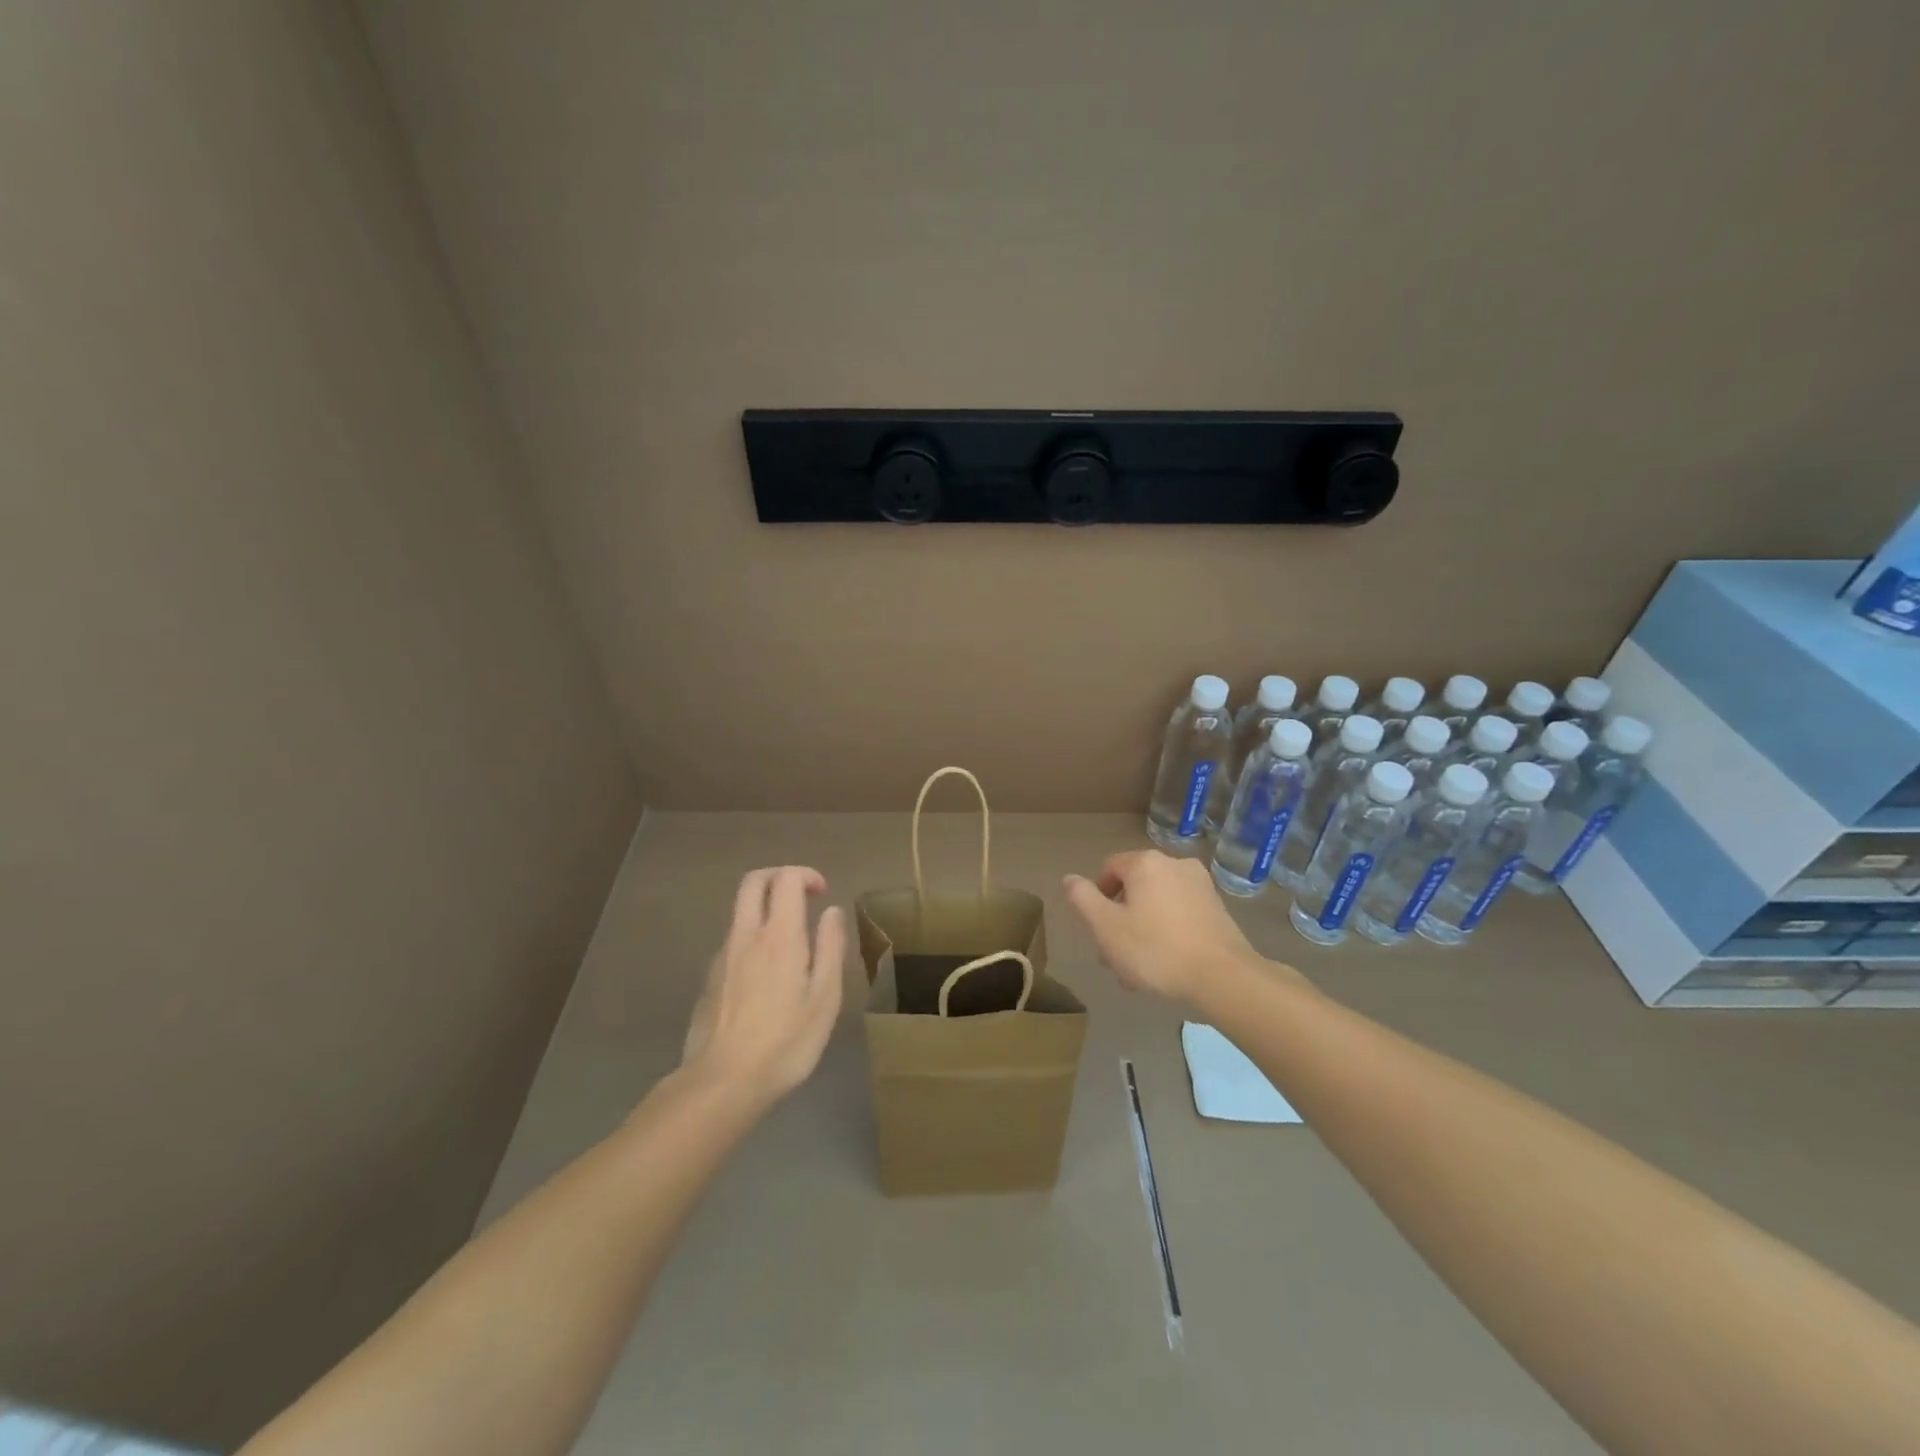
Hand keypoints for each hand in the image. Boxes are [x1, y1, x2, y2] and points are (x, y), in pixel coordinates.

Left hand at [680, 866, 844, 1108]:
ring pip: (741, 912)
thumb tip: (832, 911)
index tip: (823, 894)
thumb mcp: (824, 998)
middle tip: (802, 897)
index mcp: (779, 936)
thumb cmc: (785, 1042)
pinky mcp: (710, 979)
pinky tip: (767, 977)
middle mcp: (746, 935)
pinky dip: (753, 939)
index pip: (786, 879)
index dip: (806, 875)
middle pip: (753, 882)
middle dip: (779, 876)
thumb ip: (830, 948)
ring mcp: (722, 956)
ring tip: (791, 945)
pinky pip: (734, 942)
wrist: (722, 1084)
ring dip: (766, 910)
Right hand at [1064, 850, 1264, 1002]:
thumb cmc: (1156, 949)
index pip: (1109, 868)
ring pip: (1156, 903)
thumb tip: (1069, 879)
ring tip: (1137, 971)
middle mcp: (1174, 864)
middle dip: (1120, 919)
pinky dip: (1167, 932)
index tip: (1098, 929)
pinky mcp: (1217, 908)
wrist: (1223, 977)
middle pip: (1134, 887)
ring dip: (1141, 930)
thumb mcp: (1106, 927)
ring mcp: (1200, 885)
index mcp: (1146, 863)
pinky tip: (1164, 965)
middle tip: (1113, 956)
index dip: (1097, 897)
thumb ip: (1083, 899)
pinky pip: (1179, 914)